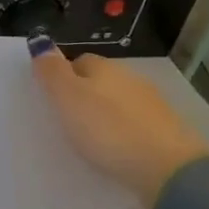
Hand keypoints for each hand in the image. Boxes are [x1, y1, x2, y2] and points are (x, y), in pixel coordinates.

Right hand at [30, 42, 208, 208]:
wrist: (169, 168)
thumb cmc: (108, 129)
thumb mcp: (68, 98)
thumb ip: (52, 71)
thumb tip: (40, 40)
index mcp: (105, 68)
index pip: (80, 61)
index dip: (64, 76)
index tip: (53, 99)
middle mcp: (131, 79)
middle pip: (102, 81)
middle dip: (86, 95)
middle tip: (69, 120)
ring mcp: (153, 105)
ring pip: (121, 103)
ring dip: (107, 115)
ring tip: (92, 138)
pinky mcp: (168, 132)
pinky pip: (137, 125)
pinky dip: (125, 133)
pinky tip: (118, 149)